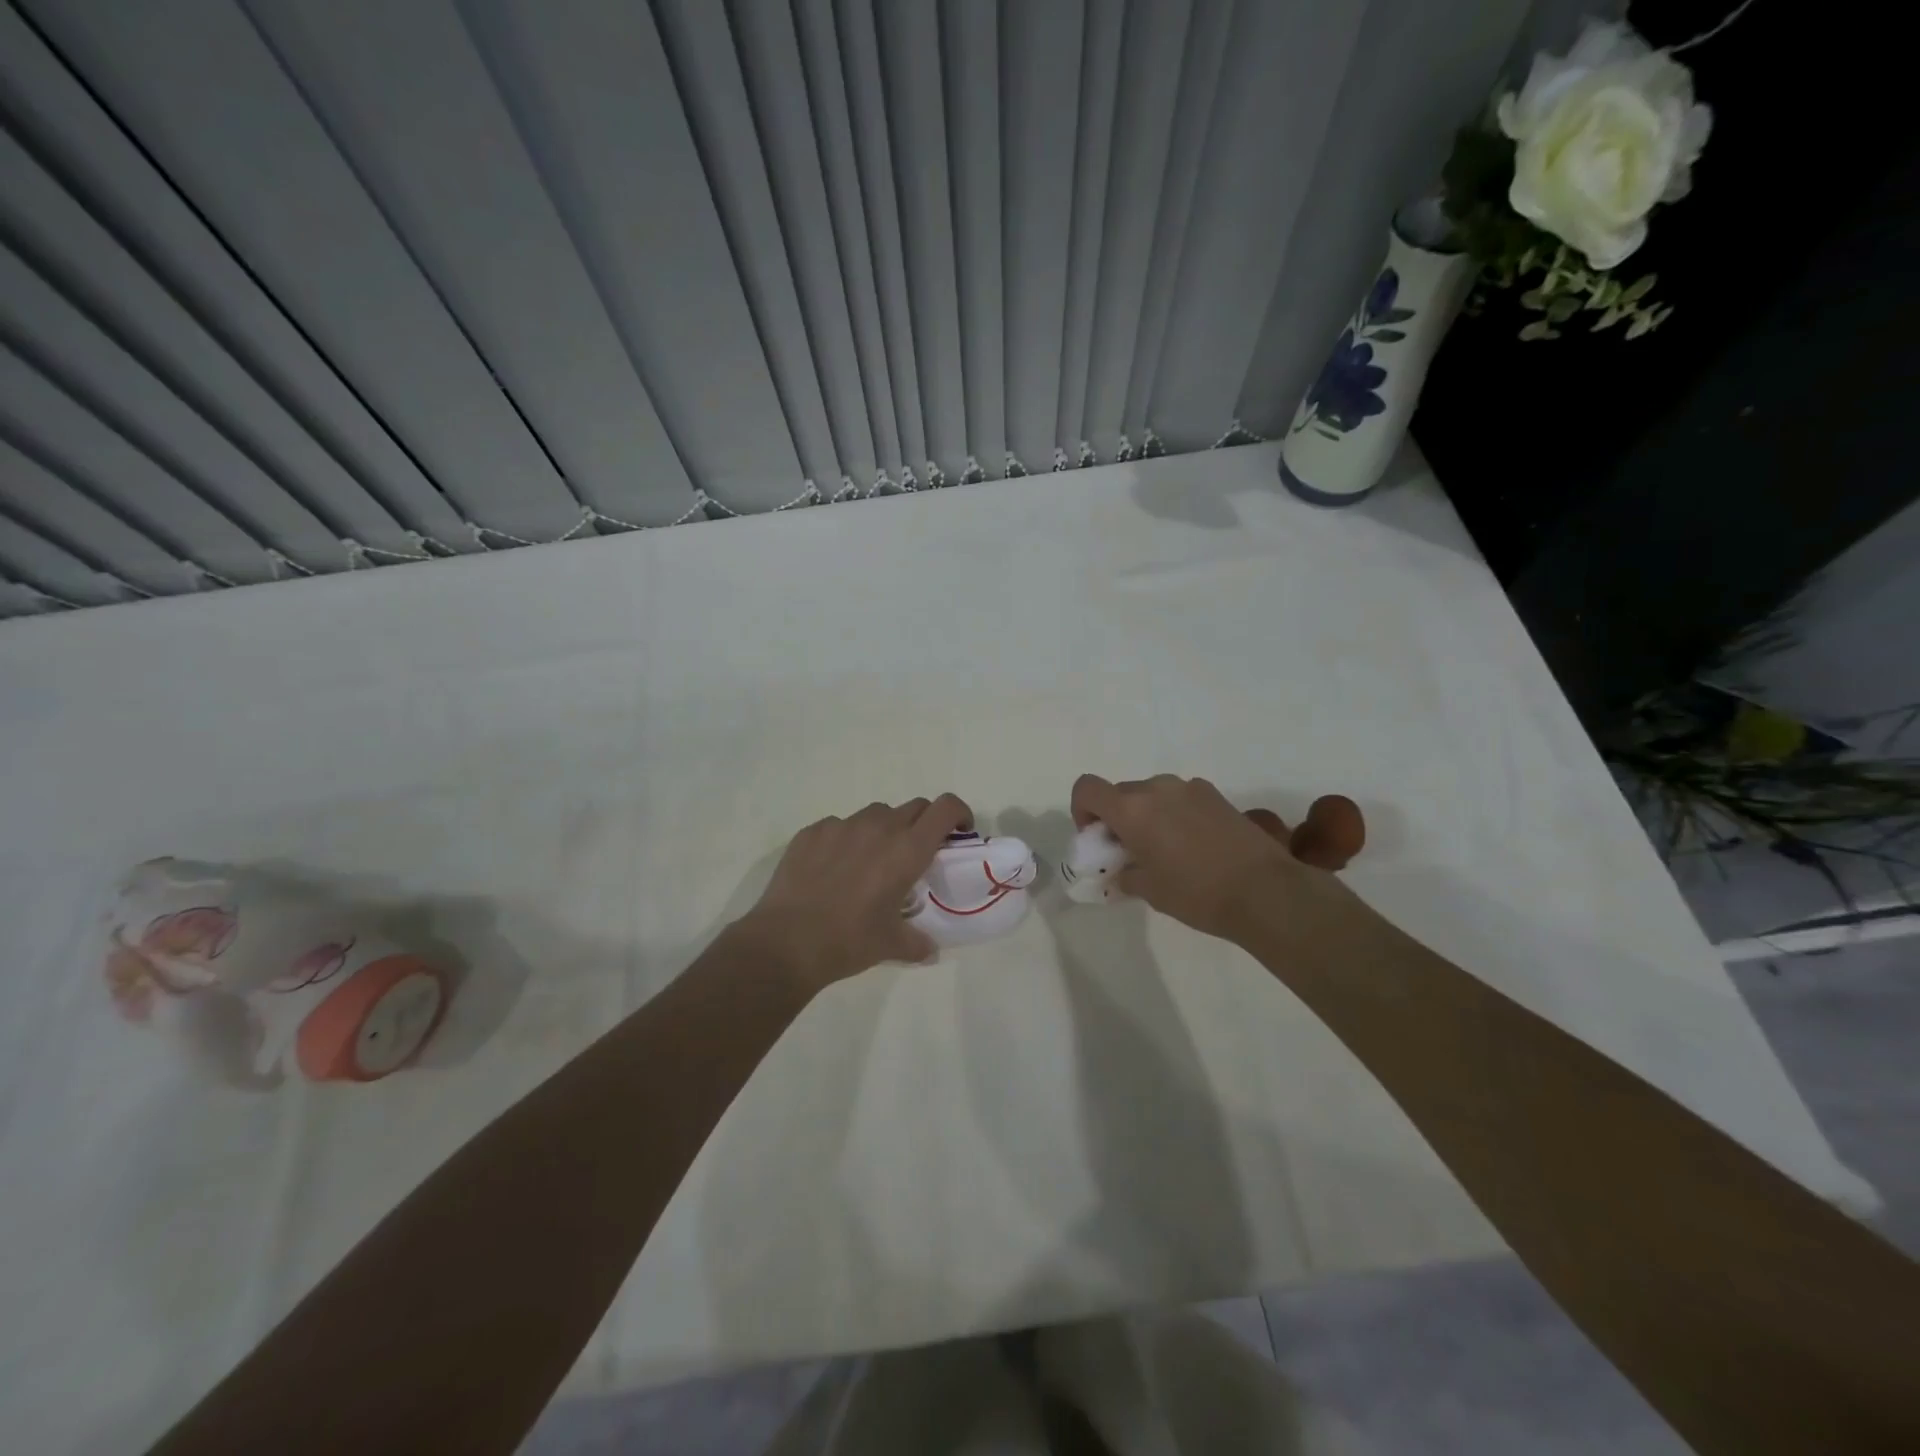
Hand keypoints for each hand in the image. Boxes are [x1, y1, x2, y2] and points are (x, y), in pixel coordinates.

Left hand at [728, 795, 973, 990]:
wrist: (787, 942)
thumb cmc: (849, 941)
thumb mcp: (892, 945)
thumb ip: (918, 942)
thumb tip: (930, 950)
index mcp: (907, 850)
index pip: (945, 808)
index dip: (959, 813)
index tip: (959, 832)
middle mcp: (879, 827)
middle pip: (914, 807)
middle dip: (923, 824)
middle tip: (916, 853)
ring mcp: (842, 825)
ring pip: (876, 813)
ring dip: (884, 829)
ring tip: (871, 861)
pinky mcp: (812, 831)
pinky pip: (839, 825)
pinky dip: (846, 839)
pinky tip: (834, 868)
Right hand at [1071, 774, 1346, 943]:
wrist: (1265, 891)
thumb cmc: (1197, 893)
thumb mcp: (1149, 890)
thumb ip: (1124, 873)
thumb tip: (1121, 870)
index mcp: (1132, 809)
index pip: (1087, 788)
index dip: (1082, 811)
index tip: (1098, 839)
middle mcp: (1157, 788)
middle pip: (1120, 792)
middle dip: (1117, 817)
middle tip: (1131, 852)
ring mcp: (1190, 788)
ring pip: (1152, 794)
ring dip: (1148, 815)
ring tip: (1166, 851)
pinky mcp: (1216, 795)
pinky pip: (1180, 798)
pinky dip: (1175, 815)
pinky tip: (1195, 846)